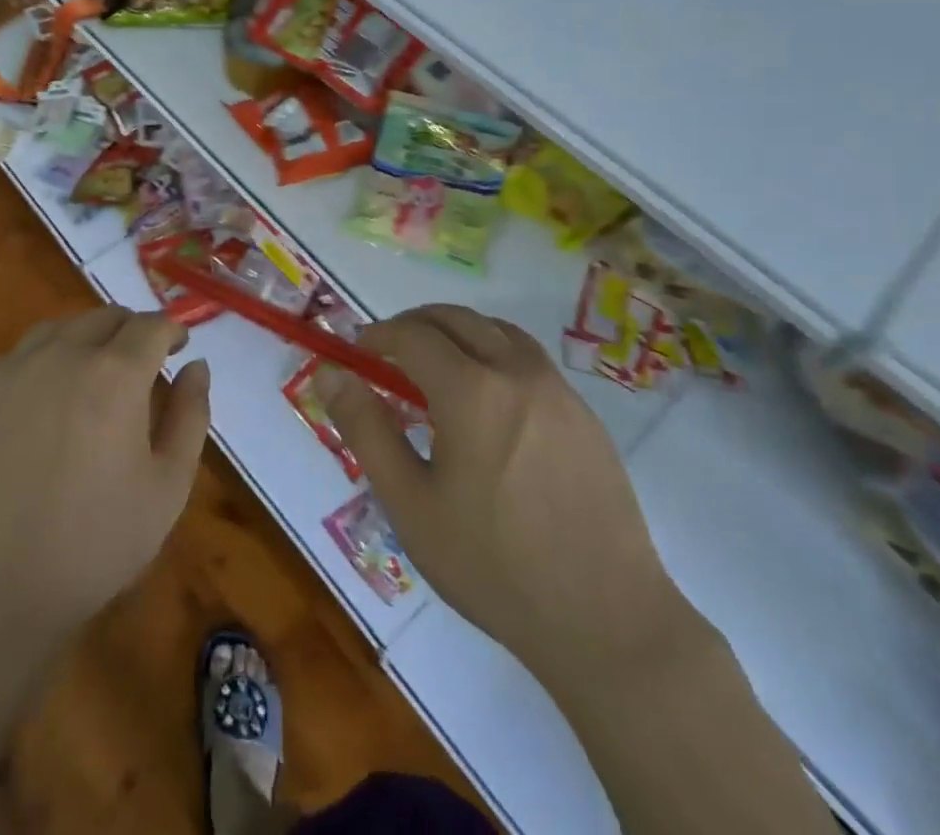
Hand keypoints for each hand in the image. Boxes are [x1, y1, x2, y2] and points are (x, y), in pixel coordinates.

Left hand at [0, 307, 210, 638]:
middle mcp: (64, 355)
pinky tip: (52, 393)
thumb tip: (196, 366)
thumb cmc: (96, 542)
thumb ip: (190, 415)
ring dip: (90, 336)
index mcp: (115, 374)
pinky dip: (49, 355)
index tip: (179, 347)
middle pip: (106, 317)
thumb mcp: (168, 486)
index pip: (151, 326)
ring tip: (98, 371)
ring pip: (62, 327)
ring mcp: (16, 370)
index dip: (171, 331)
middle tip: (145, 363)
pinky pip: (24, 352)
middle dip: (133, 331)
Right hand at [317, 306, 695, 686]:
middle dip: (415, 324)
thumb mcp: (410, 504)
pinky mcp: (585, 414)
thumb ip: (367, 430)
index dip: (379, 335)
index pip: (413, 335)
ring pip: (497, 331)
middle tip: (389, 351)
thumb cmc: (492, 566)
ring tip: (436, 366)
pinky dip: (494, 353)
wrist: (606, 621)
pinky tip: (488, 400)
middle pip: (457, 319)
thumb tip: (333, 376)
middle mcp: (516, 373)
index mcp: (471, 391)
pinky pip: (529, 359)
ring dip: (458, 332)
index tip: (359, 351)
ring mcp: (558, 390)